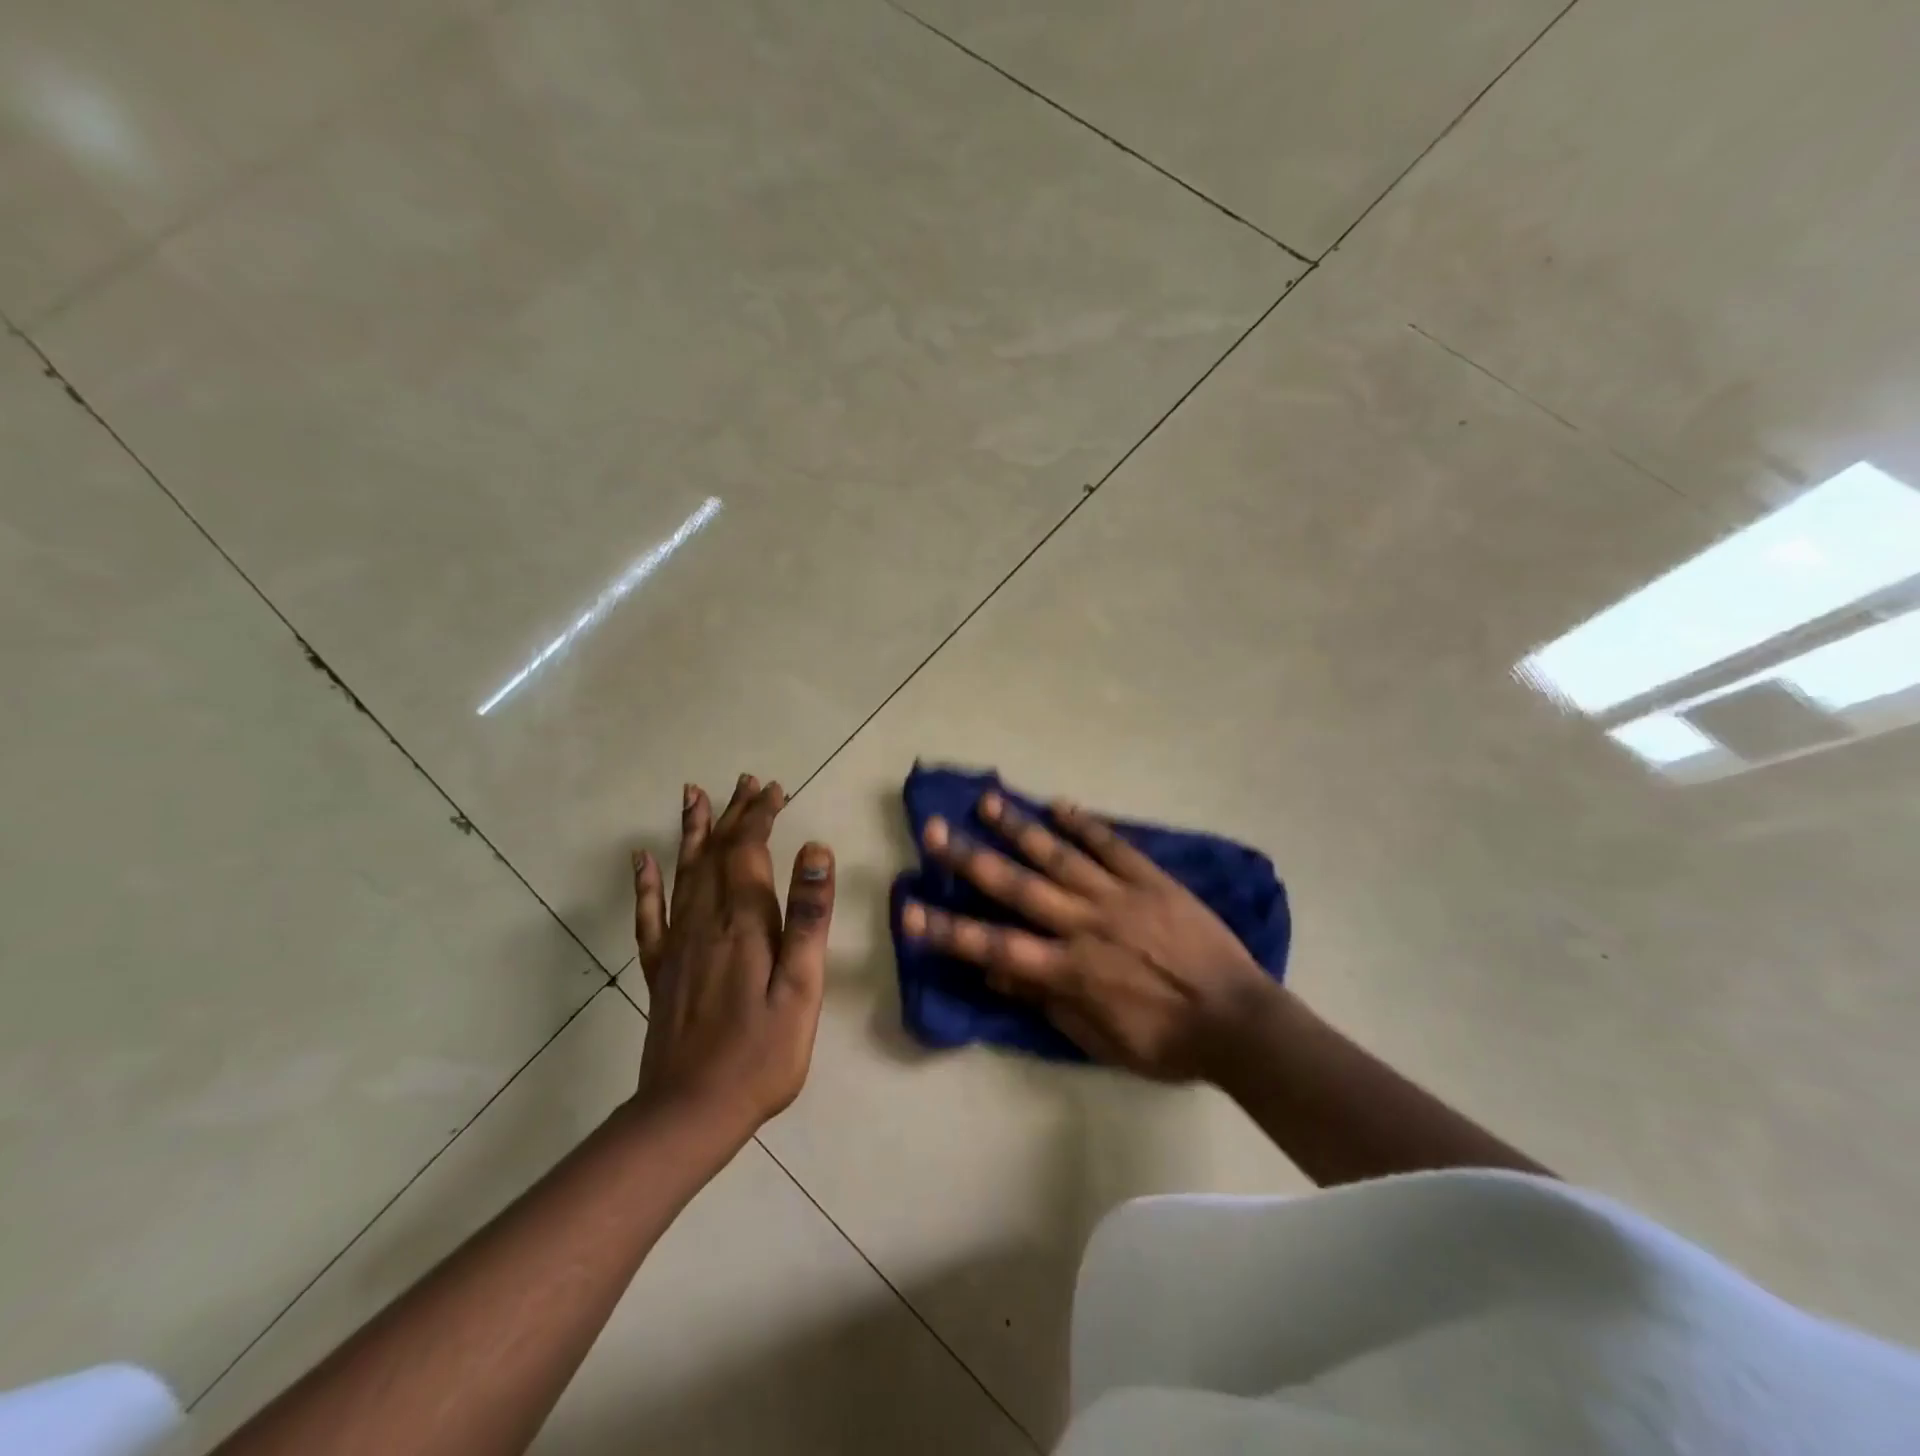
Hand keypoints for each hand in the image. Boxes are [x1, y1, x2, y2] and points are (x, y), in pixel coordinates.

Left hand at [632, 774, 835, 1144]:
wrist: (690, 1112)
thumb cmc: (762, 1052)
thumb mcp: (802, 987)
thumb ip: (808, 917)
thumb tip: (815, 851)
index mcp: (743, 923)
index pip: (748, 850)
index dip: (760, 816)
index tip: (775, 790)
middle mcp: (705, 921)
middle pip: (716, 852)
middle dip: (733, 813)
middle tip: (746, 782)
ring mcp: (677, 944)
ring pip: (684, 872)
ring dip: (692, 831)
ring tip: (694, 795)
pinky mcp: (660, 969)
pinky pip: (649, 914)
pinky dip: (646, 883)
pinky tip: (641, 860)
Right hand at [900, 793, 1275, 1080]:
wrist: (1237, 1020)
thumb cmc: (1164, 1041)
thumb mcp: (1098, 1040)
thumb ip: (1047, 1002)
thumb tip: (997, 972)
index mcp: (1068, 970)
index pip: (993, 947)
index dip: (947, 929)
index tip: (909, 910)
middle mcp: (1084, 924)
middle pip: (1018, 887)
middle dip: (970, 859)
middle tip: (934, 830)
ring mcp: (1118, 896)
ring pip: (1059, 855)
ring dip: (1020, 828)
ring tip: (988, 800)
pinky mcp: (1151, 880)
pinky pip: (1112, 845)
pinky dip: (1084, 823)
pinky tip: (1058, 803)